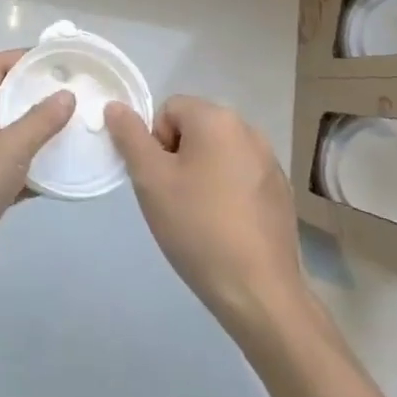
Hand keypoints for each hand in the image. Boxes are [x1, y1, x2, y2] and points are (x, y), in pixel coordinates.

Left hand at [0, 50, 74, 306]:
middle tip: (76, 93)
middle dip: (37, 94)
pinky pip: (14, 167)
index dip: (24, 58)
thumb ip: (40, 120)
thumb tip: (66, 95)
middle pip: (5, 98)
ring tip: (77, 127)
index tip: (59, 60)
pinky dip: (36, 167)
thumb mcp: (8, 147)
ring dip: (40, 132)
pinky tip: (65, 170)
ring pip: (12, 134)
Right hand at [106, 97, 310, 342]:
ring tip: (198, 217)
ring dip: (201, 174)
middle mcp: (248, 130)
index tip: (158, 180)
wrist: (258, 290)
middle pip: (195, 129)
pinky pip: (240, 177)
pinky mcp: (280, 191)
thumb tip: (116, 106)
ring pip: (217, 154)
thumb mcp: (150, 180)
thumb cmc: (197, 227)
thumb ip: (129, 137)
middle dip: (177, 158)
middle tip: (172, 199)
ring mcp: (270, 161)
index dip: (154, 142)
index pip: (169, 110)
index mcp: (217, 119)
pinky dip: (226, 192)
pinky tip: (225, 228)